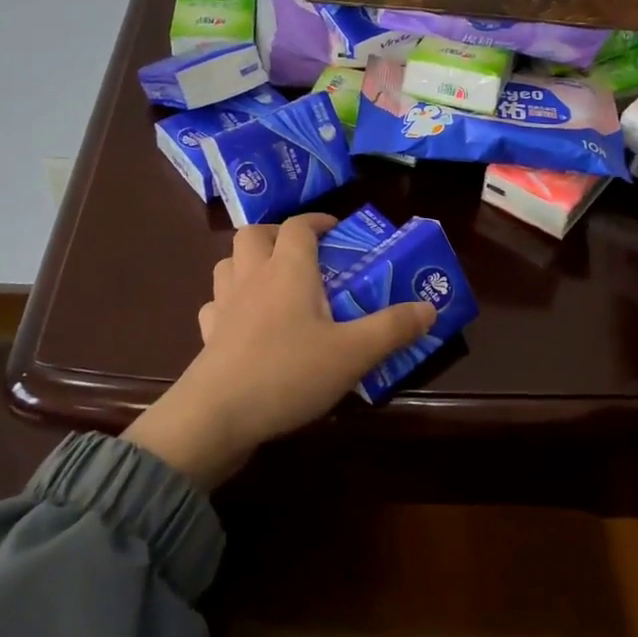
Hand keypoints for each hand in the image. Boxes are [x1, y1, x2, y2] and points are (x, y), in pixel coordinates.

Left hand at [124, 213, 436, 486]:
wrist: (217, 415)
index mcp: (287, 270)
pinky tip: (244, 322)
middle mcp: (251, 277)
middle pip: (254, 234)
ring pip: (228, 264)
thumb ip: (392, 328)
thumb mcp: (353, 353)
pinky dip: (229, 303)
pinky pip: (215, 304)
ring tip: (272, 282)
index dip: (317, 220)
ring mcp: (223, 305)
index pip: (298, 226)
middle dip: (277, 234)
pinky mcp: (207, 335)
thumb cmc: (289, 373)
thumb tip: (429, 307)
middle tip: (302, 254)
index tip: (336, 229)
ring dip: (248, 262)